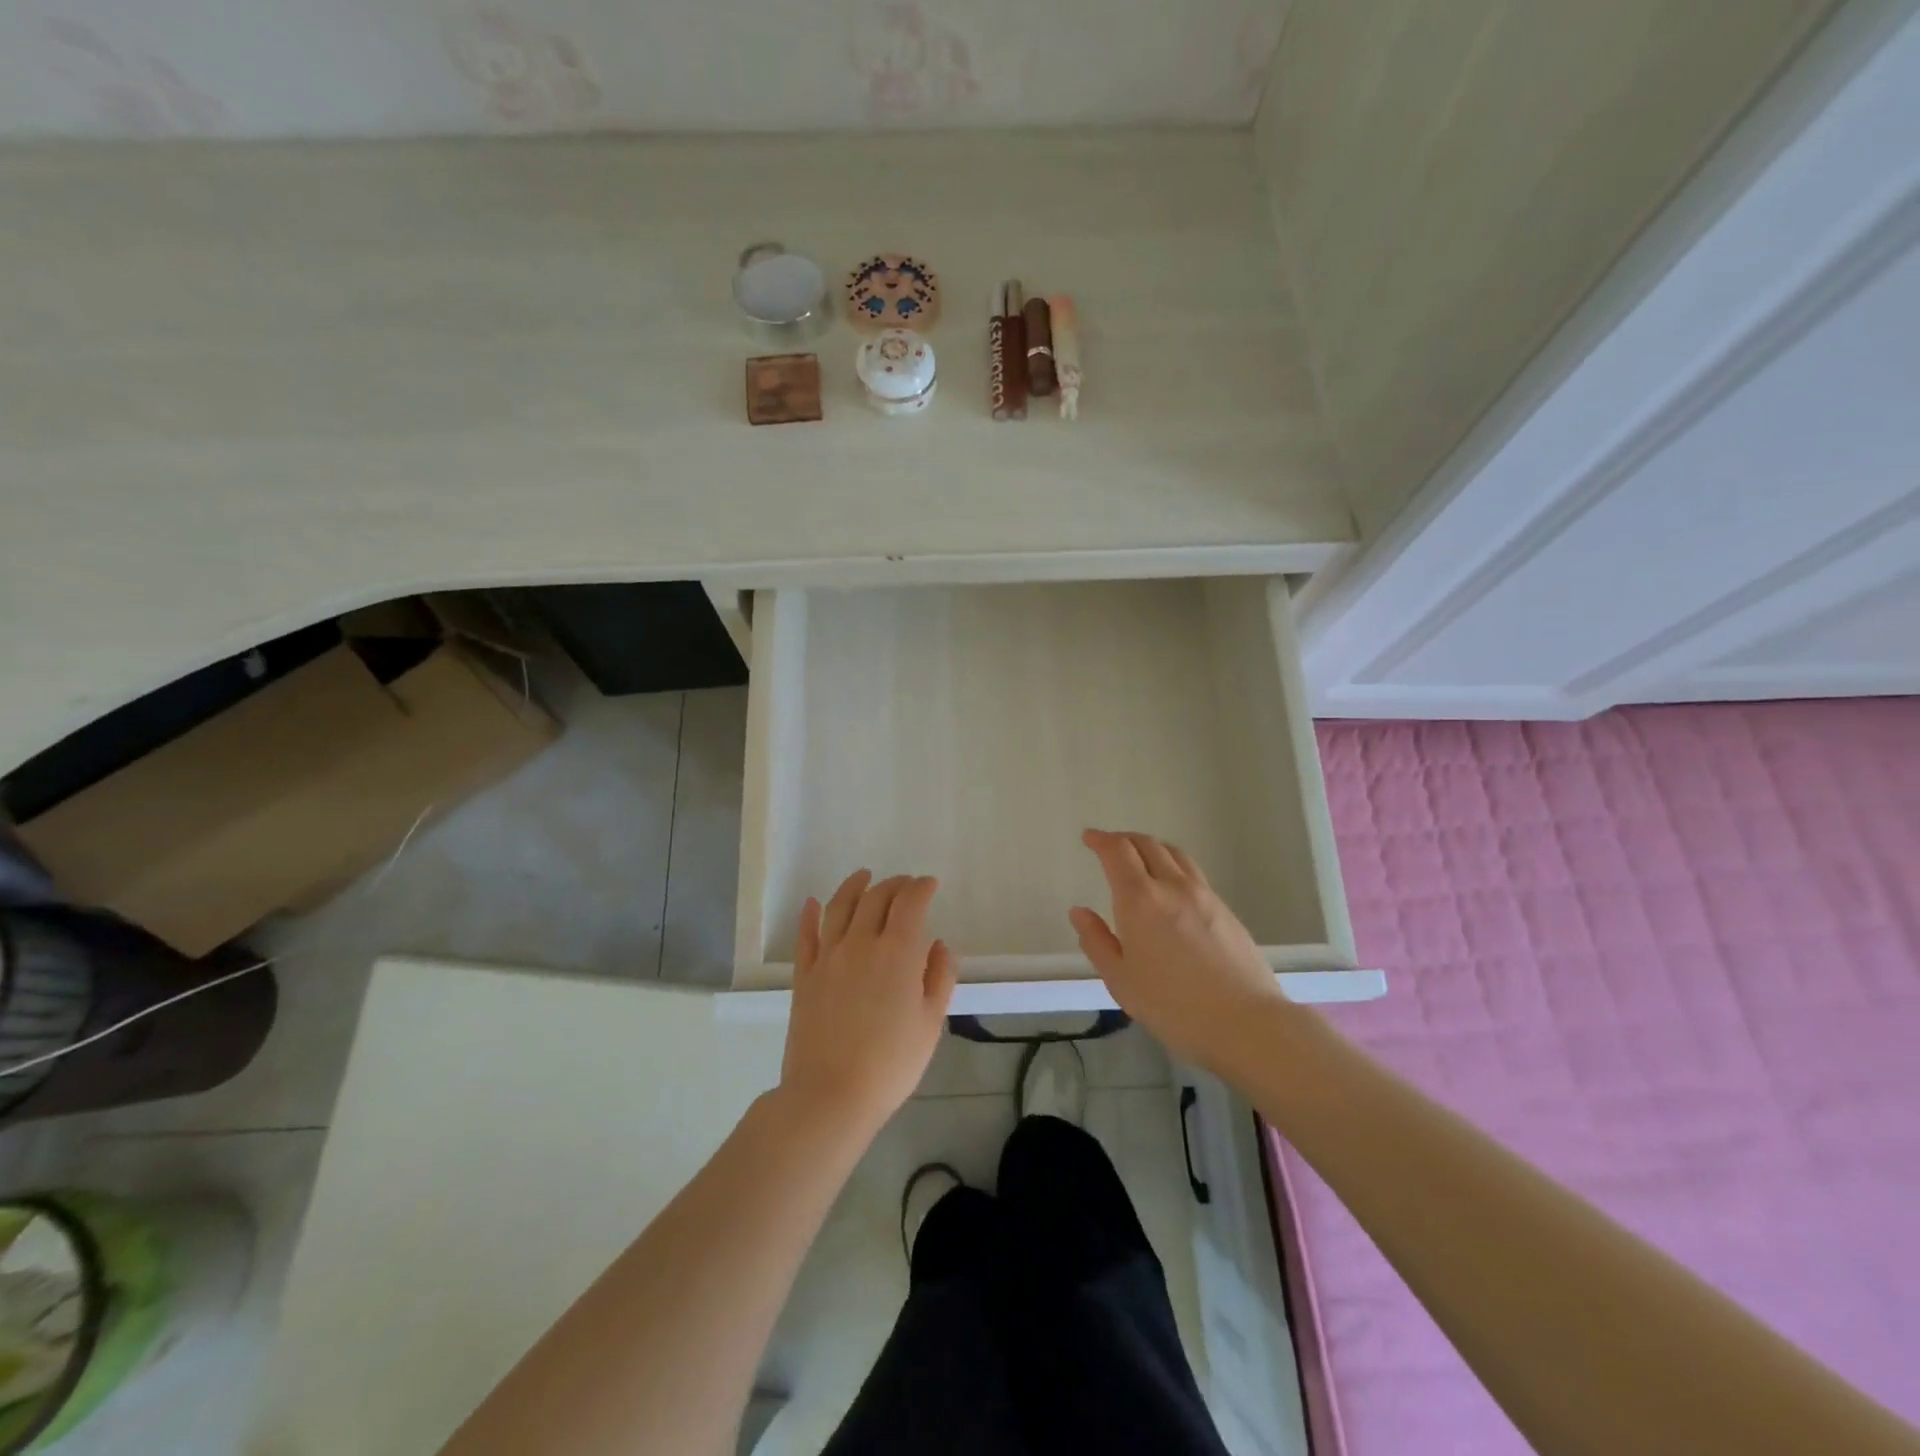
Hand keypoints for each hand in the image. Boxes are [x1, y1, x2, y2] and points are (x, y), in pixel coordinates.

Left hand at [779, 870, 958, 1137]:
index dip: (921, 887)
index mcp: (898, 952)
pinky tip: (813, 903)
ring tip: (864, 876)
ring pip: (840, 906)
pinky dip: (810, 914)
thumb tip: (939, 945)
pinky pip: (806, 935)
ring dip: (854, 886)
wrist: (830, 1094)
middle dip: (895, 884)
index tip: (930, 884)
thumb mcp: (930, 1023)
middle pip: (876, 898)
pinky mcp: (804, 974)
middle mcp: (861, 942)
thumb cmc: (891, 1063)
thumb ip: (939, 977)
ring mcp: (828, 956)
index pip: (910, 903)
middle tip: (905, 884)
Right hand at [1069, 829, 1282, 1065]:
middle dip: (1124, 839)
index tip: (1089, 837)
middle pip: (1147, 844)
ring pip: (1174, 854)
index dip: (1100, 840)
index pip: (1117, 852)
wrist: (1245, 1022)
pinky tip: (1171, 887)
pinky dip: (1173, 865)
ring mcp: (1204, 895)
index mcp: (1140, 899)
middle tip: (1109, 846)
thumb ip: (1096, 941)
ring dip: (1151, 847)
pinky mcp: (1225, 909)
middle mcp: (1172, 886)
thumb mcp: (1120, 980)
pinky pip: (1192, 872)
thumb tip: (1079, 912)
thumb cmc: (1172, 1006)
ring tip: (1140, 858)